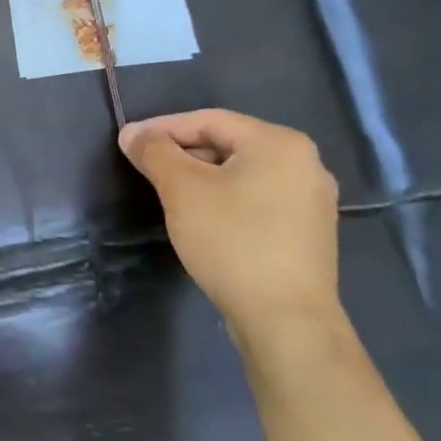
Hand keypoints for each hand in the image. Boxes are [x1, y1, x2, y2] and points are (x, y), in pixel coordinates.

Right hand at [119, 109, 340, 343]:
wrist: (285, 320)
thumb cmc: (232, 241)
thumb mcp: (181, 189)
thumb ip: (154, 152)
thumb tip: (132, 133)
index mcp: (279, 143)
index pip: (209, 120)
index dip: (163, 127)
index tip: (129, 142)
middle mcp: (305, 163)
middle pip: (228, 143)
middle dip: (182, 152)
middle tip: (145, 167)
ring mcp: (311, 200)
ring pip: (241, 172)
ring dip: (201, 176)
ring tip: (167, 191)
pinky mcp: (307, 231)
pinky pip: (257, 198)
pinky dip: (224, 198)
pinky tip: (202, 216)